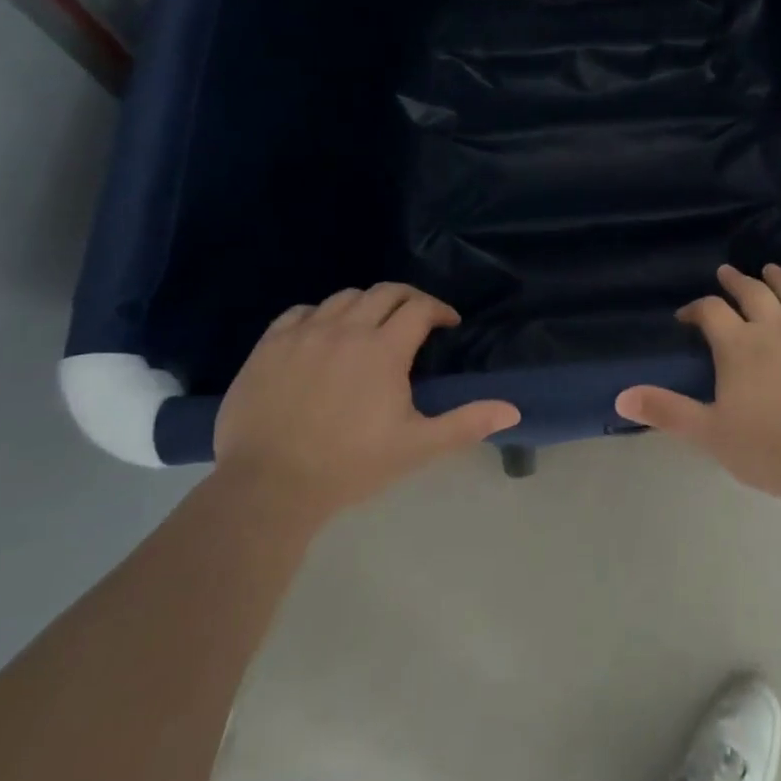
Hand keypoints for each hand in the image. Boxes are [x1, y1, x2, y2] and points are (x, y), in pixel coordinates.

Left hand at [214, 284, 519, 518]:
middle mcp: (346, 329)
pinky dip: (320, 315)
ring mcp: (304, 334)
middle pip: (385, 292)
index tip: (448, 324)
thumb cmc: (350, 466)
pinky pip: (300, 312)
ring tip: (370, 327)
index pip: (419, 307)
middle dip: (408, 300)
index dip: (439, 310)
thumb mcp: (416, 447)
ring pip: (344, 297)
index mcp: (383, 349)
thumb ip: (466, 423)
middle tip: (416, 321)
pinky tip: (322, 336)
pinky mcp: (269, 346)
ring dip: (366, 305)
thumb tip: (513, 411)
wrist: (267, 488)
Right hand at [615, 265, 780, 503]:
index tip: (687, 316)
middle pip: (752, 293)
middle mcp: (776, 326)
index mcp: (739, 345)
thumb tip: (620, 396)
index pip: (710, 313)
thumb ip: (667, 411)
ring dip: (780, 279)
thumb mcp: (711, 434)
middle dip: (736, 282)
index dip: (696, 309)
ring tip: (770, 269)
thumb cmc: (772, 448)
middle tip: (727, 272)